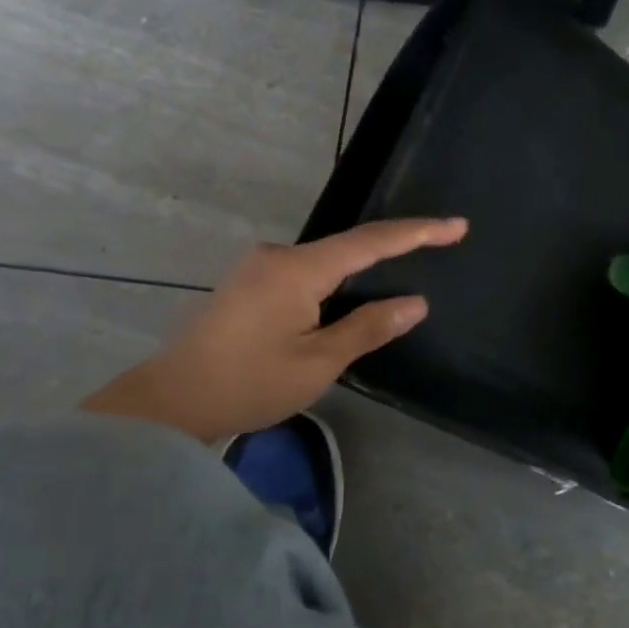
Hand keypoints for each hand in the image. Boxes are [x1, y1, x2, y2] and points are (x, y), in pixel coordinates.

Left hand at [81, 216, 467, 443]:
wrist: (171, 401)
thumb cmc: (249, 383)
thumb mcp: (319, 362)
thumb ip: (368, 327)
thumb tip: (415, 303)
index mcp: (299, 268)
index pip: (371, 241)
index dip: (418, 232)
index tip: (457, 226)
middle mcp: (276, 255)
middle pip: (346, 246)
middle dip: (391, 249)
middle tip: (437, 250)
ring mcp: (256, 267)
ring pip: (322, 262)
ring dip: (358, 271)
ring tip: (396, 283)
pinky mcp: (245, 284)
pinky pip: (301, 273)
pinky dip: (331, 283)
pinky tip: (343, 302)